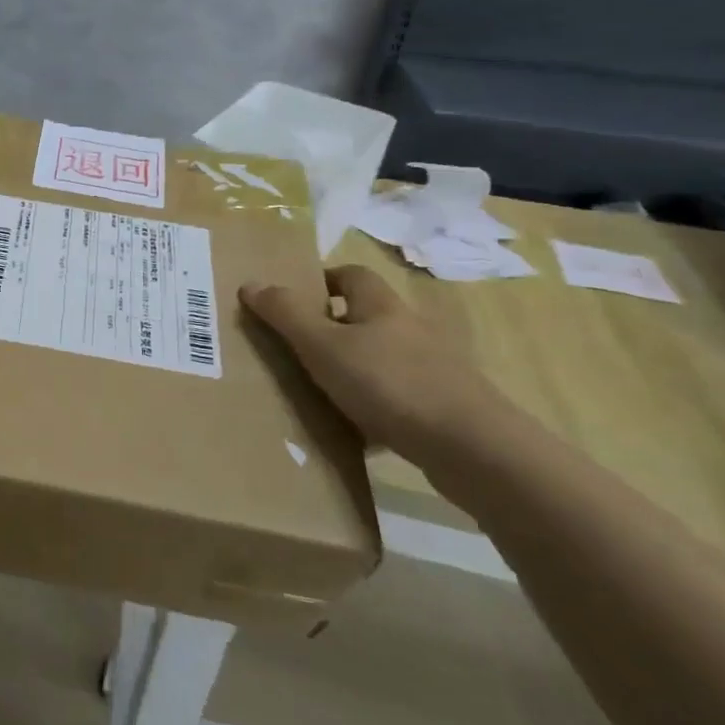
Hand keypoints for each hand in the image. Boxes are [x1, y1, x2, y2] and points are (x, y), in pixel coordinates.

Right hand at [240, 265, 530, 465]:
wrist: (473, 449)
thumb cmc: (389, 384)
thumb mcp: (323, 346)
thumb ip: (285, 314)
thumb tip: (250, 283)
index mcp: (382, 306)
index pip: (351, 275)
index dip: (322, 280)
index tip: (293, 300)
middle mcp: (411, 329)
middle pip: (366, 317)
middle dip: (333, 328)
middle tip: (296, 348)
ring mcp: (434, 369)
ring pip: (382, 359)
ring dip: (354, 369)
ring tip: (319, 391)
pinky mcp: (445, 407)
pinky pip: (398, 397)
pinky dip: (375, 407)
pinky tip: (356, 430)